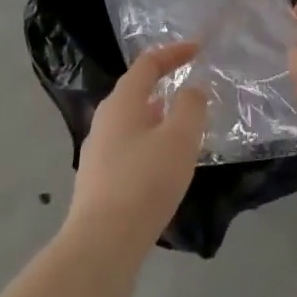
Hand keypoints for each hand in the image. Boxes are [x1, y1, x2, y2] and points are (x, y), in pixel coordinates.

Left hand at [64, 42, 207, 264]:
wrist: (101, 247)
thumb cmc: (144, 182)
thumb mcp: (179, 138)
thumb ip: (191, 106)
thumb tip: (192, 88)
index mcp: (122, 102)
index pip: (148, 63)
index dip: (174, 52)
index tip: (198, 49)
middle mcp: (105, 121)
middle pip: (136, 91)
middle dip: (165, 85)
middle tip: (192, 89)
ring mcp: (97, 153)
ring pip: (133, 122)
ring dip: (159, 118)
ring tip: (184, 128)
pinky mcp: (99, 183)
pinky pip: (130, 149)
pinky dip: (151, 144)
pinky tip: (165, 166)